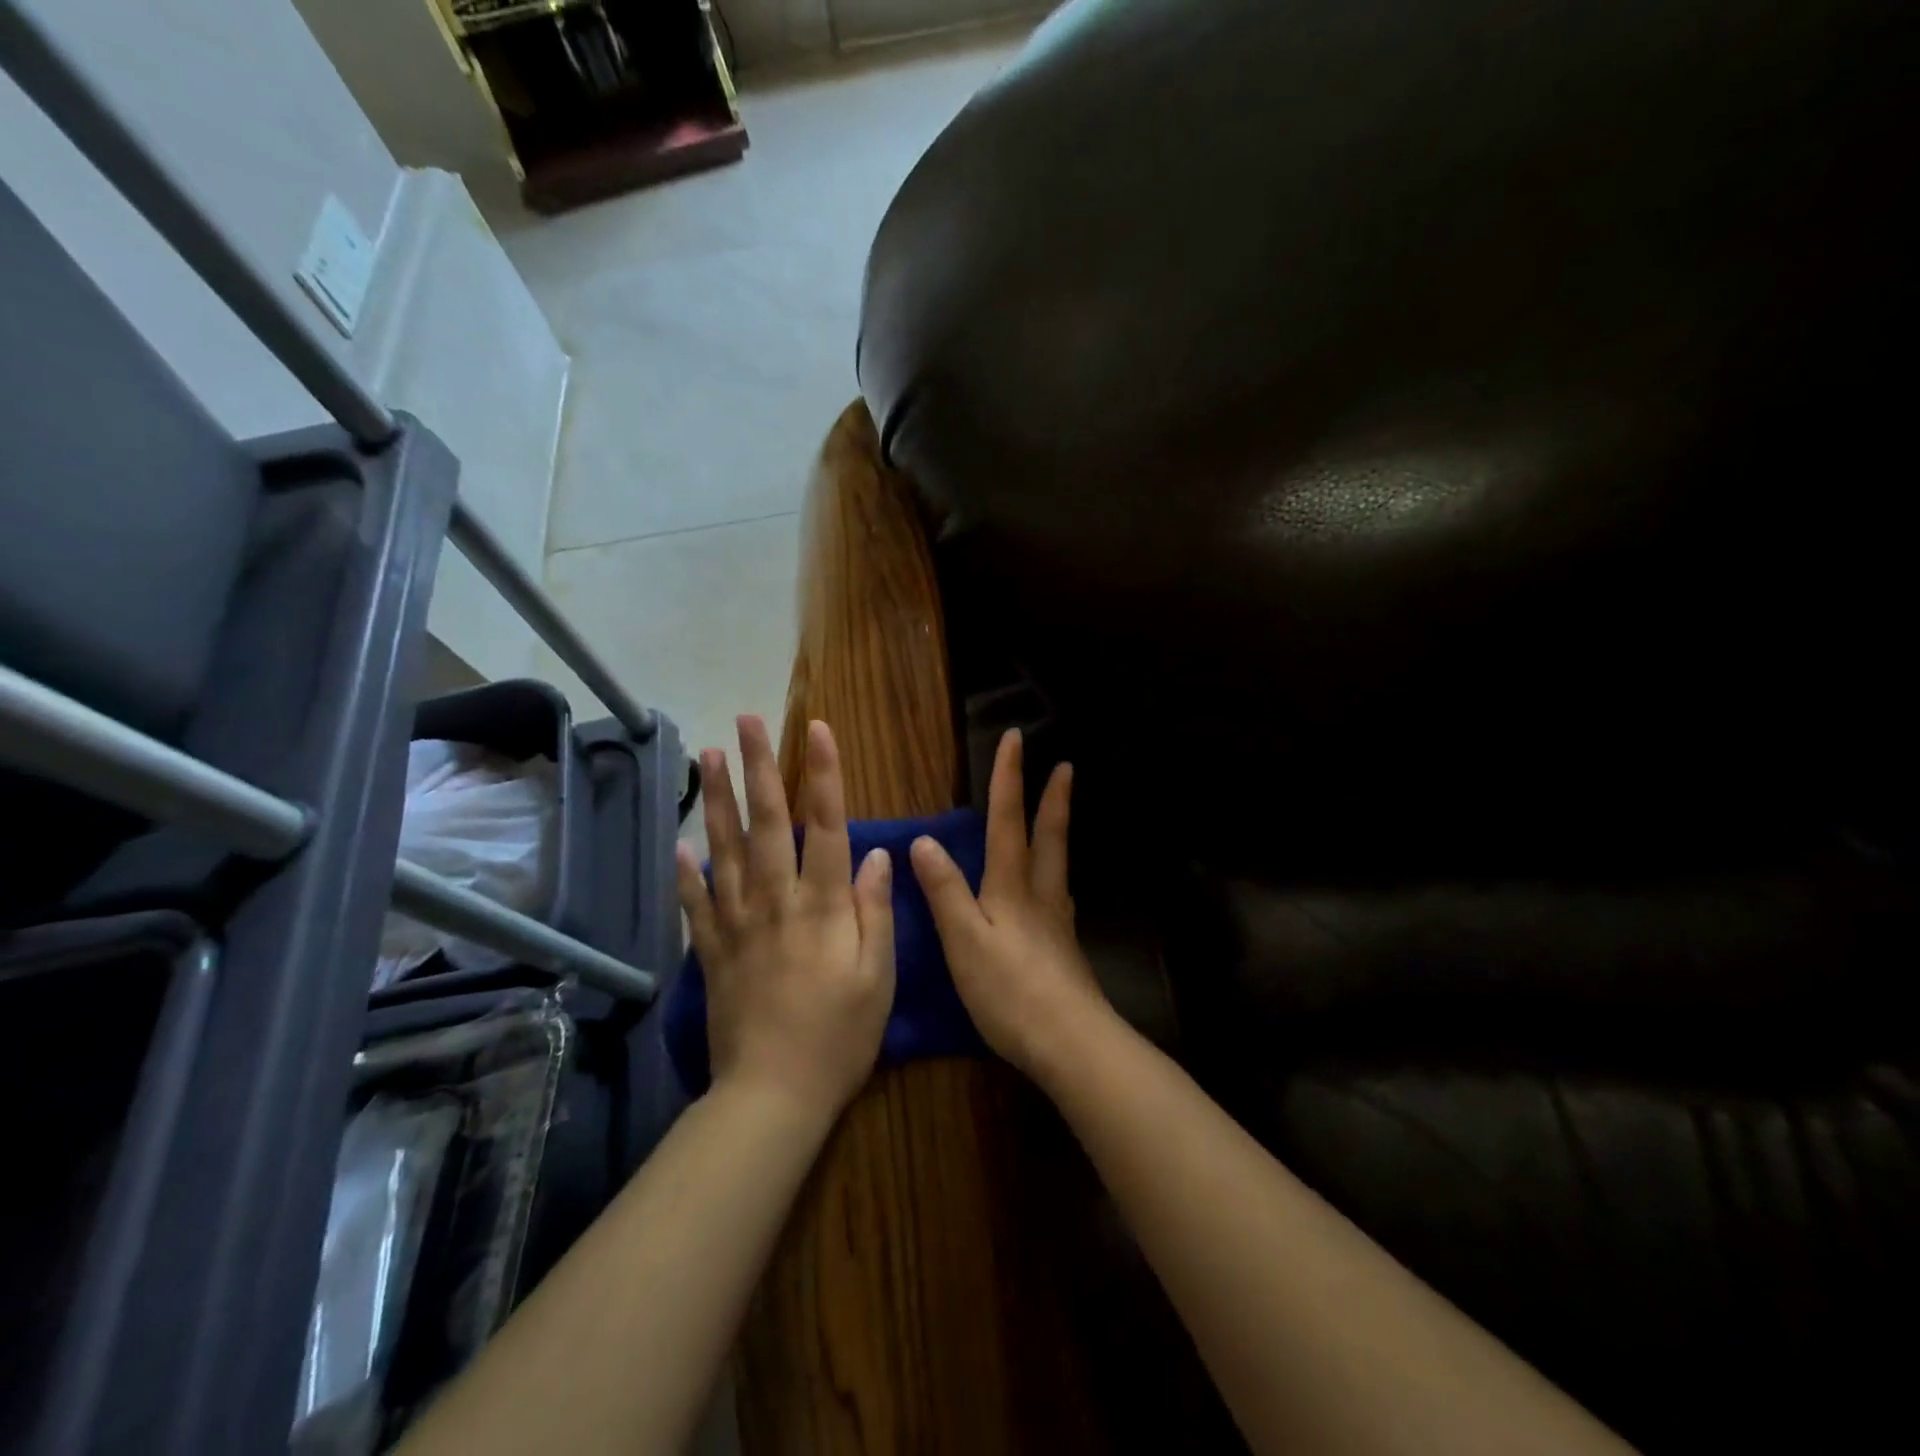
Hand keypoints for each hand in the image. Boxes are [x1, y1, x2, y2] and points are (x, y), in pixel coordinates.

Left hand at [676, 715, 894, 1122]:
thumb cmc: (840, 1036)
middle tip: (747, 721)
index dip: (824, 775)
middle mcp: (776, 902)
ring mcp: (737, 924)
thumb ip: (875, 911)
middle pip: (767, 823)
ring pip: (725, 850)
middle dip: (759, 768)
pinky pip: (695, 903)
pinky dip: (685, 872)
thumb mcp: (879, 977)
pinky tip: (679, 843)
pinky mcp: (712, 951)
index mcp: (823, 907)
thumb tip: (876, 854)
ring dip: (718, 800)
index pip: (826, 826)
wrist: (773, 1095)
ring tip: (709, 756)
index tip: (818, 729)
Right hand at [909, 728, 1110, 1079]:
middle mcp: (1040, 894)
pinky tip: (1052, 889)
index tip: (1015, 738)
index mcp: (1012, 886)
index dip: (1009, 778)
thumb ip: (945, 890)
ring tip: (1060, 813)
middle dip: (1054, 798)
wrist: (1068, 1043)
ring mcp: (1057, 921)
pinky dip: (1055, 872)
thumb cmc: (1009, 990)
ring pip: (1058, 863)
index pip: (1008, 820)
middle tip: (1065, 766)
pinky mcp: (1063, 948)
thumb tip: (924, 840)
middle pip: (1049, 835)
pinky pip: (1057, 893)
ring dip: (1059, 829)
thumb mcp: (964, 940)